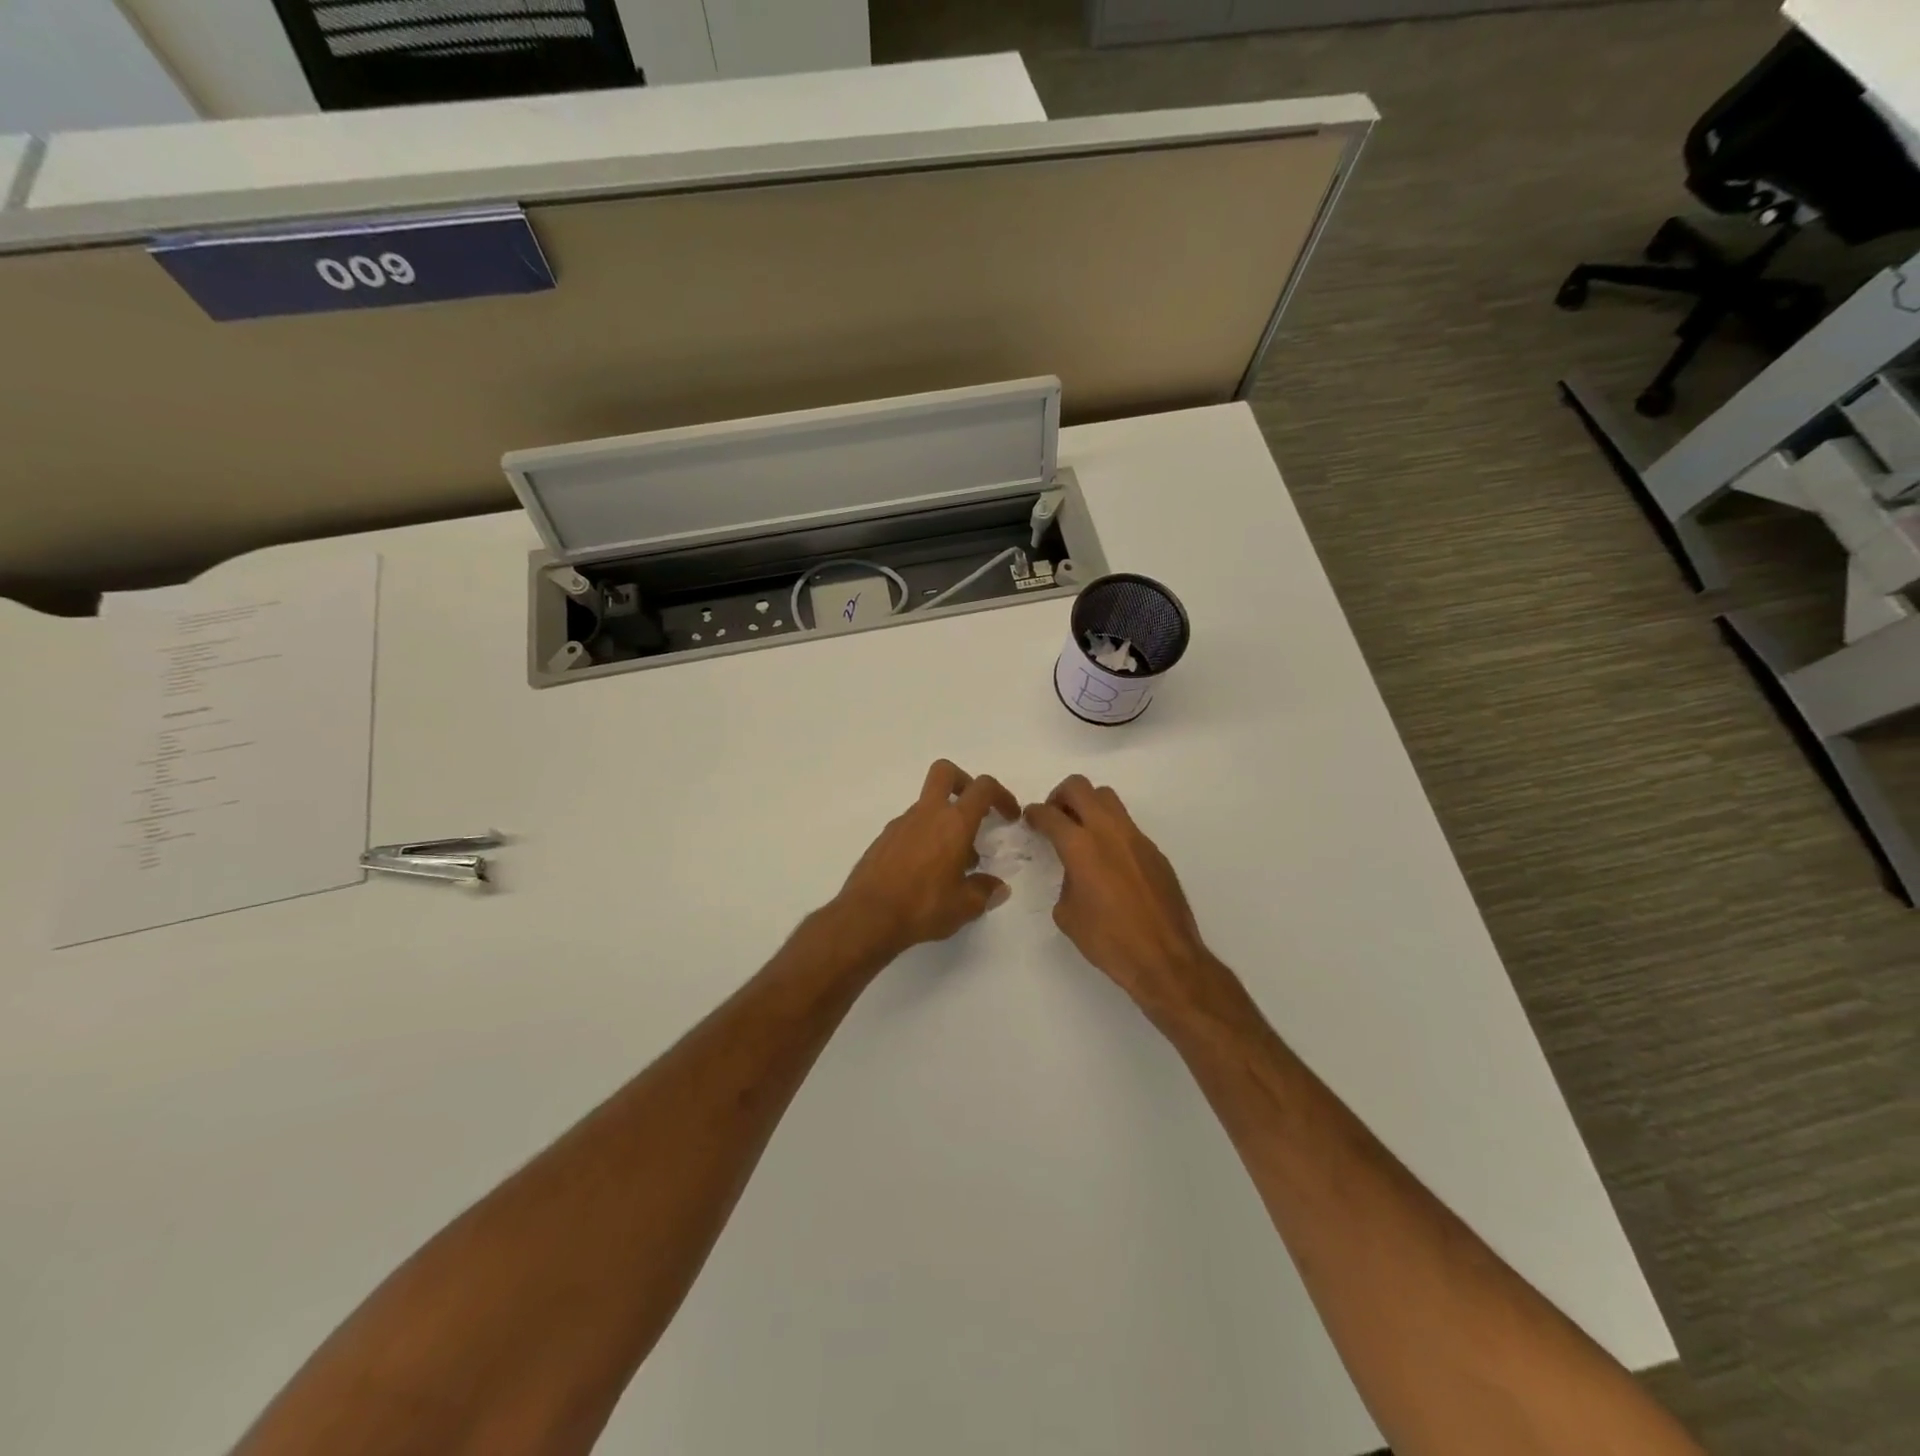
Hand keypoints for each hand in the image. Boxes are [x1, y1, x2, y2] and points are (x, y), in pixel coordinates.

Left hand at [832, 760, 1021, 960]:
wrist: (867, 916)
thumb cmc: (923, 906)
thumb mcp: (964, 906)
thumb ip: (985, 891)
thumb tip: (997, 886)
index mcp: (953, 823)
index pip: (983, 788)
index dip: (1002, 795)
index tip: (1009, 816)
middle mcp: (927, 814)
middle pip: (945, 772)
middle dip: (964, 782)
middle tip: (974, 812)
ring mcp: (901, 824)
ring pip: (927, 805)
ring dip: (944, 822)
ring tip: (953, 864)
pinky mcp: (883, 839)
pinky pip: (910, 827)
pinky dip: (924, 838)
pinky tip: (925, 873)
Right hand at [1024, 776, 1231, 1026]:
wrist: (1164, 958)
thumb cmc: (1109, 941)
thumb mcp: (1068, 914)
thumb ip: (1065, 881)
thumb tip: (1075, 873)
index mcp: (1080, 847)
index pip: (1049, 814)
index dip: (1034, 813)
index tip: (1030, 819)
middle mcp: (1108, 831)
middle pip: (1080, 787)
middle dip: (1060, 796)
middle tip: (1055, 818)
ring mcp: (1136, 838)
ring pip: (1107, 798)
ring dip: (1088, 805)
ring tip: (1080, 832)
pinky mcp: (1154, 850)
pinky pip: (1126, 824)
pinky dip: (1110, 829)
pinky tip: (1108, 860)